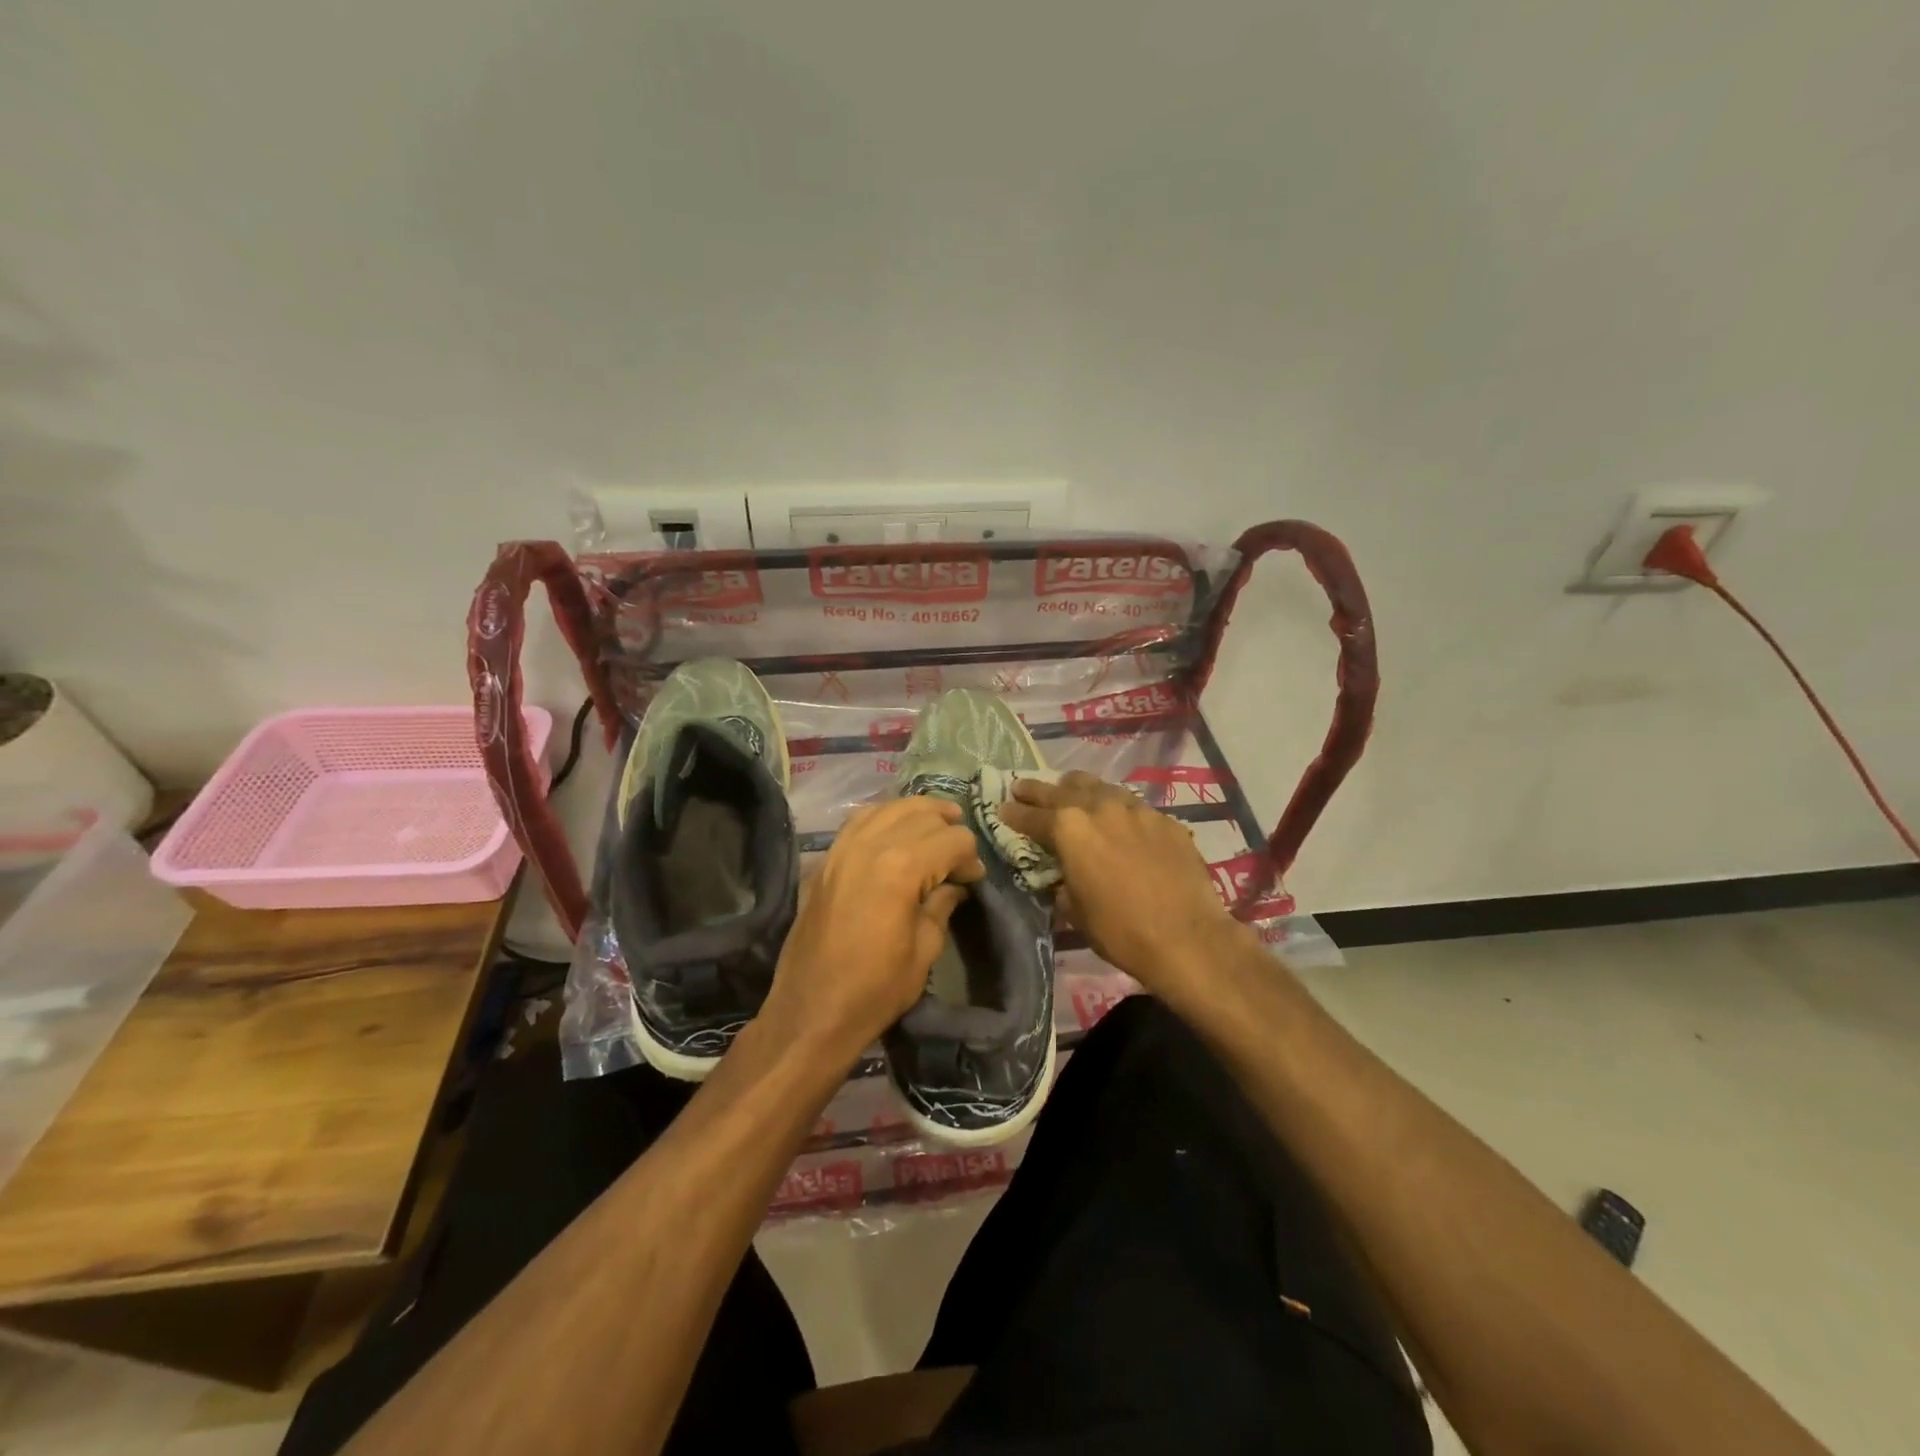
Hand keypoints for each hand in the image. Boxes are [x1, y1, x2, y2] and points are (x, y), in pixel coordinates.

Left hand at [763, 797, 984, 1065]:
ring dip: (918, 812)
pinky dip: (884, 816)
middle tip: (960, 855)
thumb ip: (942, 906)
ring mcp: (844, 848)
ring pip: (889, 807)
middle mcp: (872, 845)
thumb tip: (955, 885)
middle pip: (923, 815)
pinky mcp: (827, 859)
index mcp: (902, 868)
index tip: (974, 879)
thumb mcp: (924, 949)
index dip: (970, 857)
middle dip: (949, 829)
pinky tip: (896, 829)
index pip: (953, 839)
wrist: (812, 1011)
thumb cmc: (876, 989)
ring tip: (936, 825)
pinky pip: (859, 819)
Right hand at [998, 771, 1240, 990]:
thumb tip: (1063, 875)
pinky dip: (1117, 809)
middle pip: (1062, 790)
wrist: (1186, 937)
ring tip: (1070, 789)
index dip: (1014, 814)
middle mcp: (1100, 807)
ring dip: (1080, 790)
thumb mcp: (1075, 911)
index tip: (1003, 809)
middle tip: (1023, 787)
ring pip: (1101, 787)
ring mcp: (1137, 810)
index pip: (1032, 817)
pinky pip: (1133, 807)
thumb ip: (1063, 882)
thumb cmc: (1120, 931)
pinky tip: (1118, 820)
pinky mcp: (1166, 820)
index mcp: (1069, 829)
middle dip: (1039, 790)